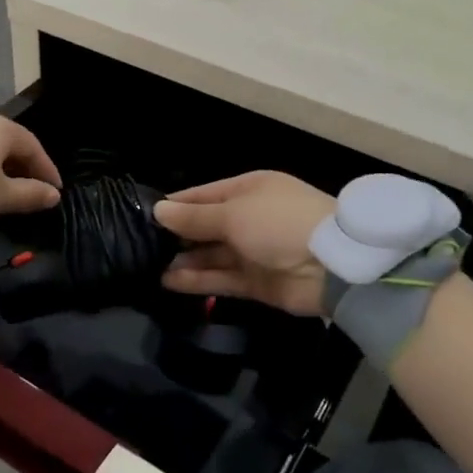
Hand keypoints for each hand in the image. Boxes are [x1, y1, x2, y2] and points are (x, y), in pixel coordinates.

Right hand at [153, 171, 335, 316]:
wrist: (332, 265)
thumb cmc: (278, 223)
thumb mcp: (233, 213)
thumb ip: (194, 218)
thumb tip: (158, 211)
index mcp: (248, 190)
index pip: (203, 195)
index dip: (175, 206)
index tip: (143, 216)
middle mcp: (249, 218)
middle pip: (206, 226)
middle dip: (177, 236)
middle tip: (140, 246)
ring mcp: (254, 251)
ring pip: (211, 255)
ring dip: (184, 260)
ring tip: (149, 266)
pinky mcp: (256, 282)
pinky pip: (221, 278)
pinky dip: (197, 280)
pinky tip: (168, 281)